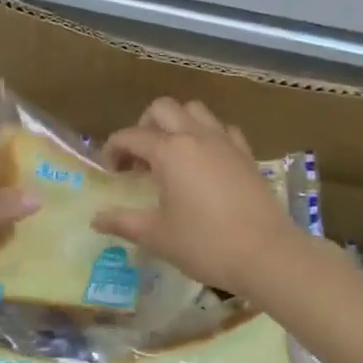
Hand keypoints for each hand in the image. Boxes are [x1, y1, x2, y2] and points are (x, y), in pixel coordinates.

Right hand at [92, 99, 304, 292]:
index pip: (131, 136)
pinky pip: (222, 129)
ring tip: (171, 154)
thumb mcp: (157, 236)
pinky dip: (207, 135)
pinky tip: (205, 161)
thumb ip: (122, 222)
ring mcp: (225, 141)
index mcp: (169, 151)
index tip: (110, 172)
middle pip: (163, 108)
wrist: (266, 253)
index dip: (113, 149)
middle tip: (139, 158)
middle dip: (144, 126)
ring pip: (195, 111)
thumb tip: (95, 219)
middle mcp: (196, 136)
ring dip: (176, 123)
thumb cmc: (204, 244)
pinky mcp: (246, 154)